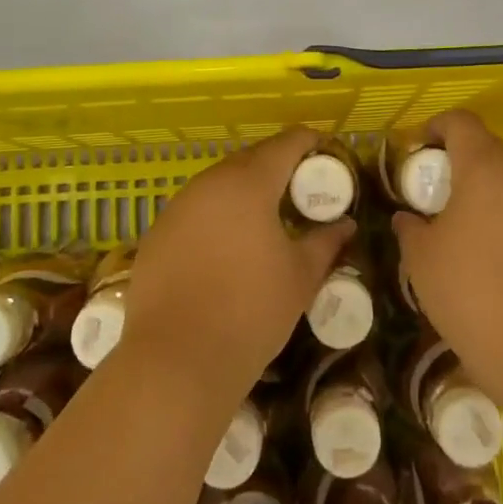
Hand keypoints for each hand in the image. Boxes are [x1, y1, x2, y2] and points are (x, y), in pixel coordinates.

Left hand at [119, 127, 354, 403]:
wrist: (176, 360)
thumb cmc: (251, 311)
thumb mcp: (301, 277)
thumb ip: (325, 242)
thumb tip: (345, 225)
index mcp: (249, 183)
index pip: (287, 143)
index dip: (311, 143)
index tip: (328, 155)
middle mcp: (210, 182)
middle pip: (251, 159)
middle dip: (278, 166)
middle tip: (302, 190)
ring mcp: (177, 206)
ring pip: (219, 183)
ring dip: (245, 190)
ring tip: (266, 217)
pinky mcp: (156, 233)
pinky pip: (195, 209)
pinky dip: (217, 214)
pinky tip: (227, 245)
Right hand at [394, 110, 502, 407]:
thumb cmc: (474, 293)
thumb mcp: (423, 260)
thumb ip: (410, 228)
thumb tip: (408, 218)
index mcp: (485, 166)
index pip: (459, 121)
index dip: (432, 128)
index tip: (412, 156)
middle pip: (485, 148)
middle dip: (455, 163)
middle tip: (429, 196)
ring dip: (481, 191)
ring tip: (456, 228)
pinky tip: (488, 255)